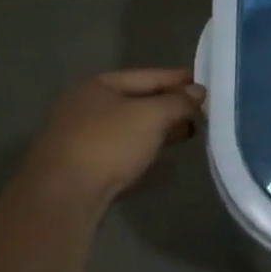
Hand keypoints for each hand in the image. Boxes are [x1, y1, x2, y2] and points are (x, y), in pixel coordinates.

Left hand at [24, 68, 204, 206]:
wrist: (63, 196)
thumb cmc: (109, 144)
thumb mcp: (152, 116)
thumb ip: (179, 101)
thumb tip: (199, 91)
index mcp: (99, 85)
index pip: (149, 75)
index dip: (179, 79)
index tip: (207, 85)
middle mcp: (86, 104)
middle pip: (138, 99)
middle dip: (170, 104)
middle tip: (202, 110)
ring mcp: (80, 134)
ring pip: (130, 124)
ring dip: (159, 126)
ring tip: (188, 131)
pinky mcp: (82, 162)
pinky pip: (122, 144)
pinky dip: (144, 144)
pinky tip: (160, 151)